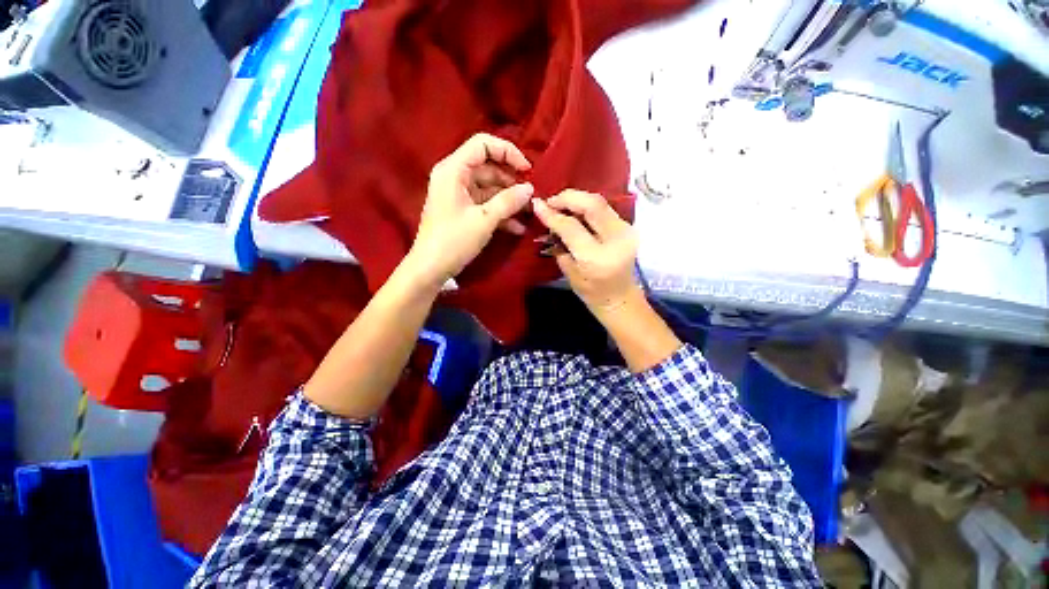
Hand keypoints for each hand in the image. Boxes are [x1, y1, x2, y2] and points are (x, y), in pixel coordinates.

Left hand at [406, 133, 533, 286]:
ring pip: (489, 188)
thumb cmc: (454, 240)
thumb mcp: (484, 220)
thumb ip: (508, 201)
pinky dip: (500, 213)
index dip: (508, 152)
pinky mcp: (462, 211)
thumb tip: (530, 188)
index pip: (483, 144)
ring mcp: (458, 194)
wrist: (430, 268)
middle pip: (488, 167)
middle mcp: (455, 176)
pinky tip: (517, 227)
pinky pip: (485, 204)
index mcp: (454, 169)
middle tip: (531, 196)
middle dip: (511, 181)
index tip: (527, 170)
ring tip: (529, 212)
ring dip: (509, 200)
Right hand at [532, 190, 642, 316]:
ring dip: (577, 199)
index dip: (552, 214)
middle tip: (550, 201)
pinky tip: (574, 211)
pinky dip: (587, 206)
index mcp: (597, 258)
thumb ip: (559, 244)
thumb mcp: (569, 272)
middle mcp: (616, 240)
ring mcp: (627, 231)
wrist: (620, 297)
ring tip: (560, 205)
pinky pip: (604, 208)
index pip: (572, 227)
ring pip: (600, 202)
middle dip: (568, 197)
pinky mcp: (629, 227)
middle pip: (592, 204)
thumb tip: (547, 218)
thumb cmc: (591, 293)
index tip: (537, 205)